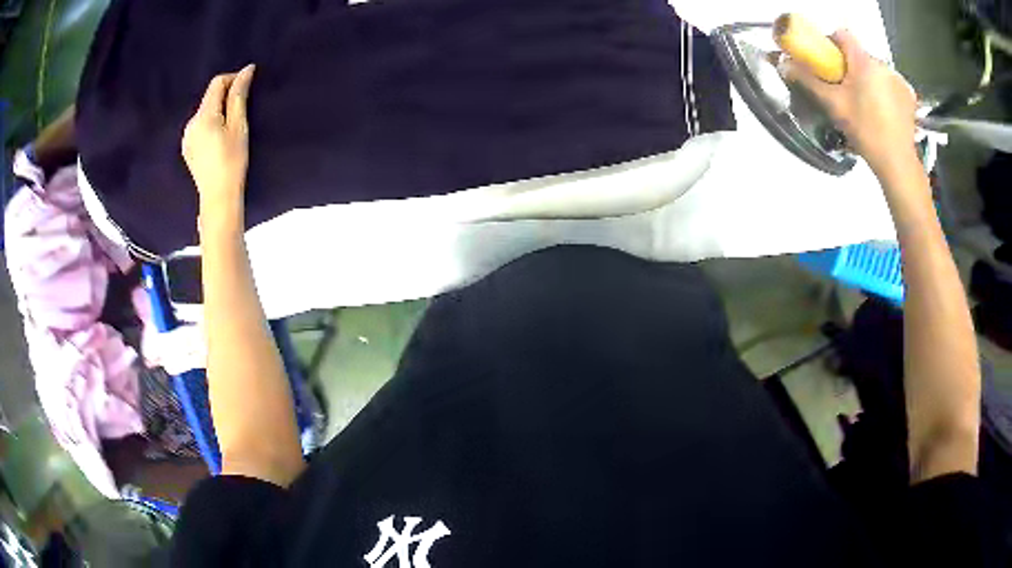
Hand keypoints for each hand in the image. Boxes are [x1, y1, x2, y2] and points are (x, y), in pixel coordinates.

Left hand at [182, 64, 254, 215]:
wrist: (218, 197)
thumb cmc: (232, 161)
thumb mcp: (239, 125)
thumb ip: (239, 95)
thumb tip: (246, 70)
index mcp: (204, 115)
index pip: (217, 83)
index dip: (233, 79)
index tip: (246, 86)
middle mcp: (191, 122)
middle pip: (209, 97)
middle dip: (225, 97)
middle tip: (241, 111)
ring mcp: (187, 136)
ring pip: (204, 112)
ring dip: (218, 111)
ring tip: (230, 127)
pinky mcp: (187, 148)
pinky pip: (199, 126)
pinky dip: (210, 125)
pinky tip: (218, 140)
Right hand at [783, 30, 917, 175]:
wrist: (897, 162)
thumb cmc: (865, 131)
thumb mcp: (833, 105)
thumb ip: (809, 81)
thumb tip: (784, 64)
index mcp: (863, 61)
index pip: (842, 35)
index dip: (832, 43)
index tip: (829, 62)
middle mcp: (882, 64)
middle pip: (860, 55)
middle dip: (852, 67)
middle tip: (846, 89)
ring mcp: (898, 79)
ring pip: (876, 70)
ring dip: (869, 79)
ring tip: (866, 103)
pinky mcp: (909, 95)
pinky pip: (892, 83)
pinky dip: (885, 91)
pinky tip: (883, 109)